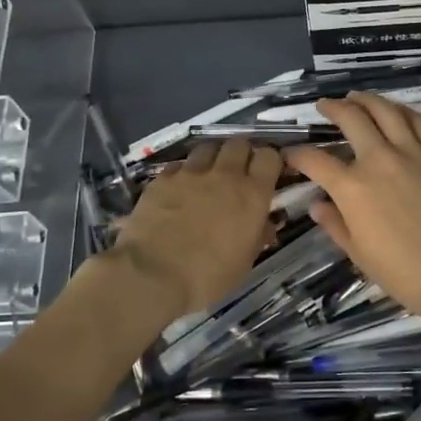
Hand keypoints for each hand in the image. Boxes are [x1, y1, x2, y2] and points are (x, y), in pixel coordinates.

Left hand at [106, 137, 282, 323]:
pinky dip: (184, 172)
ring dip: (213, 157)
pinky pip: (179, 165)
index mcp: (252, 195)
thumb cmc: (207, 277)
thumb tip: (263, 225)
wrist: (151, 275)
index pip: (269, 156)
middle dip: (242, 154)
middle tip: (238, 172)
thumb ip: (256, 236)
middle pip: (239, 143)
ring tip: (209, 175)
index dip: (269, 161)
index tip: (267, 174)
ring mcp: (190, 174)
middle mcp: (224, 175)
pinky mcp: (162, 179)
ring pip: (208, 147)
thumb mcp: (244, 263)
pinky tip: (179, 189)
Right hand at [285, 93, 420, 324]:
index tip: (291, 153)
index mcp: (352, 188)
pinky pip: (419, 121)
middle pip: (351, 119)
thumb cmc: (402, 271)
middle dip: (332, 108)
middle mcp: (379, 160)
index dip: (298, 154)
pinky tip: (396, 110)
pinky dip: (403, 110)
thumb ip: (334, 224)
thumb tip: (317, 205)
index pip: (315, 160)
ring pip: (386, 110)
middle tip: (325, 106)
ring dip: (367, 99)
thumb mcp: (358, 253)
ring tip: (357, 97)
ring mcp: (412, 153)